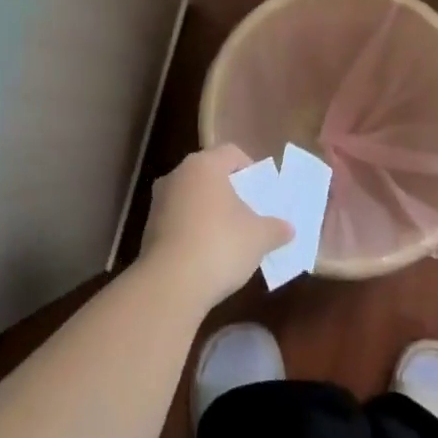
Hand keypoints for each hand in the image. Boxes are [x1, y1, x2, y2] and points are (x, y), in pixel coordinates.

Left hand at [140, 145, 291, 309]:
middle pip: (210, 174)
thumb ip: (276, 228)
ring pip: (192, 198)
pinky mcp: (148, 229)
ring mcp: (159, 202)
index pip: (231, 152)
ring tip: (230, 237)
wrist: (170, 284)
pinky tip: (207, 254)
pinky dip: (193, 230)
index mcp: (204, 165)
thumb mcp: (259, 237)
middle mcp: (177, 175)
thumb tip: (288, 228)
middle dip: (230, 192)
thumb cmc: (220, 245)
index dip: (251, 168)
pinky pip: (178, 221)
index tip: (262, 192)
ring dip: (210, 212)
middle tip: (249, 213)